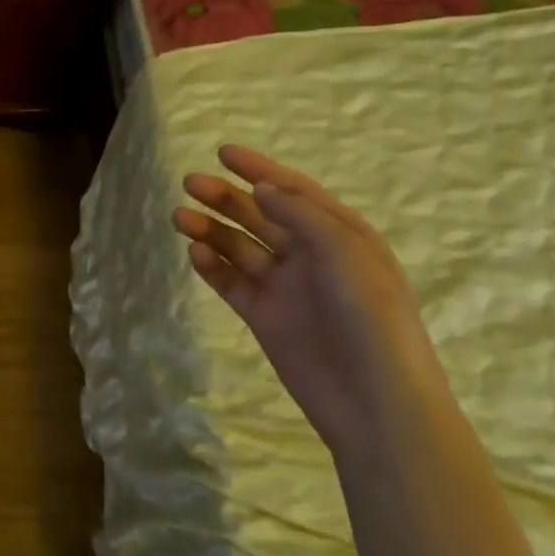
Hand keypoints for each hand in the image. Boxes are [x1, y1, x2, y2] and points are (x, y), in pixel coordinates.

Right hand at [174, 146, 446, 455]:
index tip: (222, 152)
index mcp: (340, 235)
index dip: (259, 170)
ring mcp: (285, 287)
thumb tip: (261, 189)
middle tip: (190, 184)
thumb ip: (301, 216)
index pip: (293, 192)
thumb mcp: (346, 253)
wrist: (374, 402)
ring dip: (211, 229)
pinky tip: (194, 253)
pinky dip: (212, 266)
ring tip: (180, 218)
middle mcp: (310, 256)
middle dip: (225, 197)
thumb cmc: (371, 319)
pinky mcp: (264, 317)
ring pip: (239, 247)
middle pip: (260, 216)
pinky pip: (232, 283)